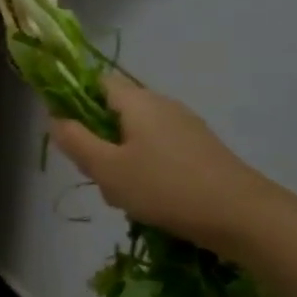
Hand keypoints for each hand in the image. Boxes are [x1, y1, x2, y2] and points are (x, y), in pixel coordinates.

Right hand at [49, 73, 282, 255]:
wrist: (241, 215)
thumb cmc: (164, 187)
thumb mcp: (107, 168)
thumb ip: (75, 141)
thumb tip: (55, 118)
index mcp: (138, 101)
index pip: (98, 82)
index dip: (76, 100)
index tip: (68, 133)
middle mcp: (163, 105)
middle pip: (116, 112)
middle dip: (99, 141)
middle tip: (96, 174)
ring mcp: (186, 127)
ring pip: (137, 137)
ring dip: (121, 161)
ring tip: (124, 196)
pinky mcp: (201, 150)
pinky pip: (160, 152)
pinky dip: (146, 170)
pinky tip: (151, 201)